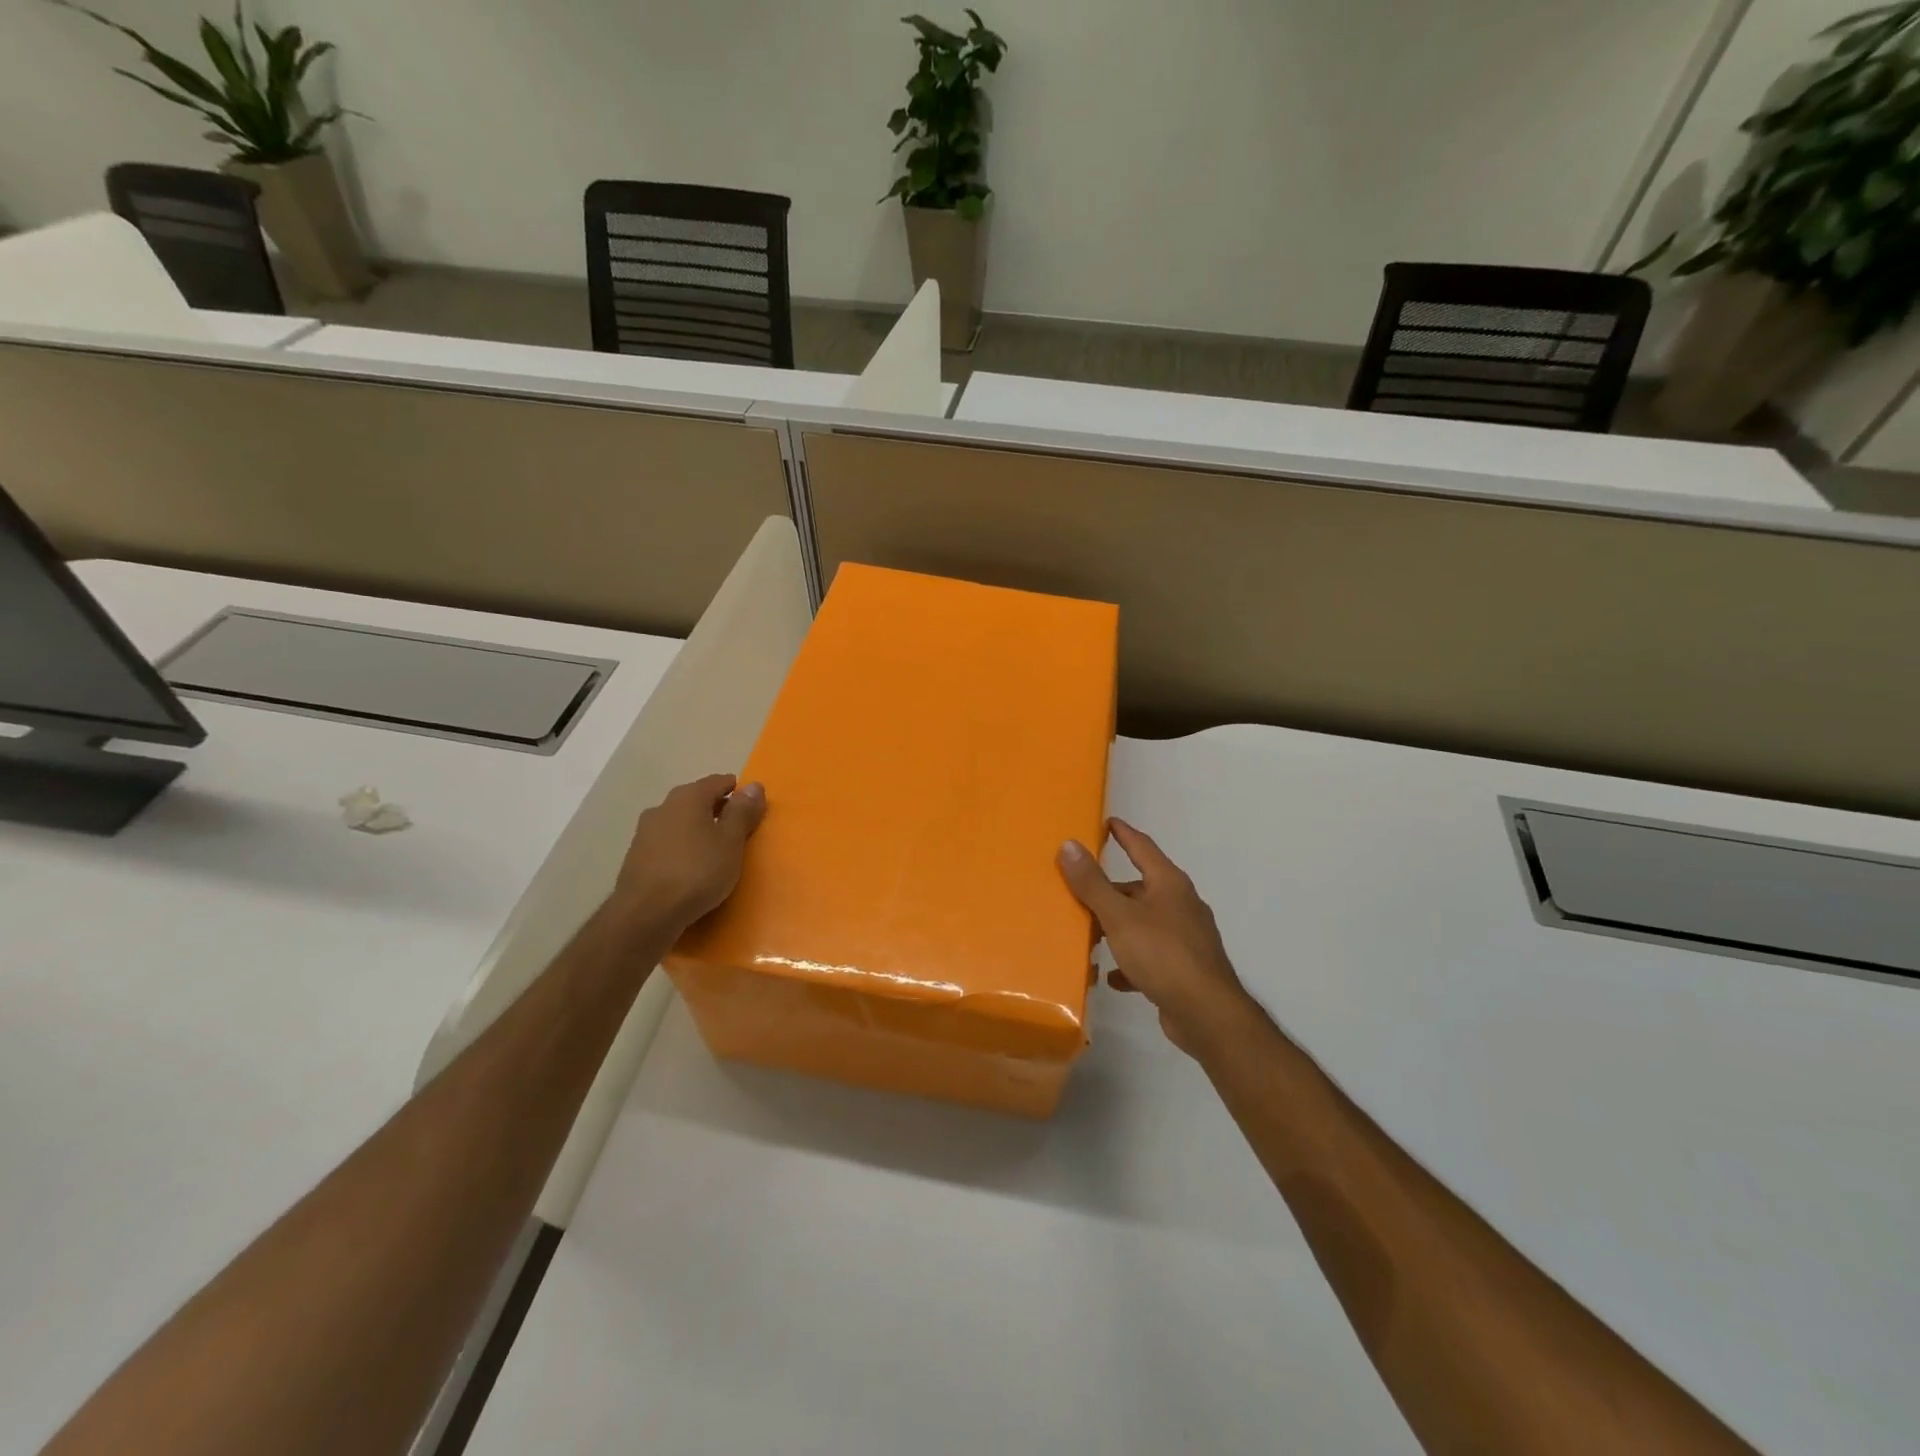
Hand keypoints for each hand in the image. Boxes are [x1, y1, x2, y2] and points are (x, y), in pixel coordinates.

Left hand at [611, 773, 766, 932]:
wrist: (645, 914)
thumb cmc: (697, 872)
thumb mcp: (730, 841)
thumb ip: (742, 812)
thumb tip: (755, 785)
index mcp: (688, 797)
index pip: (718, 782)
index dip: (737, 791)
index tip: (752, 806)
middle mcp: (663, 807)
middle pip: (696, 800)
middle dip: (717, 809)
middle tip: (738, 828)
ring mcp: (645, 832)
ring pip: (680, 822)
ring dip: (698, 830)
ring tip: (715, 849)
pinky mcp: (636, 857)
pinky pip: (668, 843)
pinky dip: (683, 848)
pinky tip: (691, 867)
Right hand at [1058, 819, 1253, 1056]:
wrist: (1207, 1014)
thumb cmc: (1162, 954)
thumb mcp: (1119, 916)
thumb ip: (1092, 883)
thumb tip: (1069, 844)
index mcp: (1169, 884)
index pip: (1143, 847)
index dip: (1123, 833)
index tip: (1107, 822)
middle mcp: (1181, 905)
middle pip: (1140, 888)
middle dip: (1110, 891)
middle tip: (1079, 892)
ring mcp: (1185, 938)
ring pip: (1143, 923)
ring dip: (1117, 928)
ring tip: (1089, 936)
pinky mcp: (1184, 968)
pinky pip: (1150, 957)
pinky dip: (1130, 962)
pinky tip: (1112, 977)